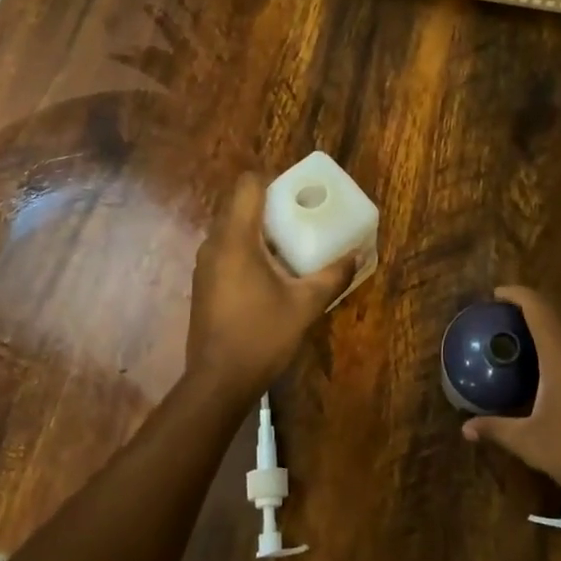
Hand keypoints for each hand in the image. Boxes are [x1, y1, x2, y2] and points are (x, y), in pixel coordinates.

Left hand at [185, 173, 354, 404]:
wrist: (218, 381)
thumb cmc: (261, 335)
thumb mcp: (305, 305)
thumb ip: (332, 276)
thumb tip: (356, 256)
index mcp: (236, 239)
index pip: (247, 185)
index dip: (272, 180)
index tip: (296, 192)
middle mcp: (215, 244)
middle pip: (239, 205)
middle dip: (270, 206)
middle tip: (301, 217)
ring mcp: (205, 265)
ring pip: (231, 230)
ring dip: (259, 230)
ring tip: (290, 245)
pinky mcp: (203, 284)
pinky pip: (226, 251)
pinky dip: (247, 250)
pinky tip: (270, 273)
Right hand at [461, 286, 560, 507]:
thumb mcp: (533, 444)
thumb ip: (498, 430)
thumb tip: (466, 428)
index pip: (537, 306)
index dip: (516, 293)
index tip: (496, 294)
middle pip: (559, 313)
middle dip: (533, 310)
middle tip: (508, 323)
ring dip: (556, 329)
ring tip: (532, 346)